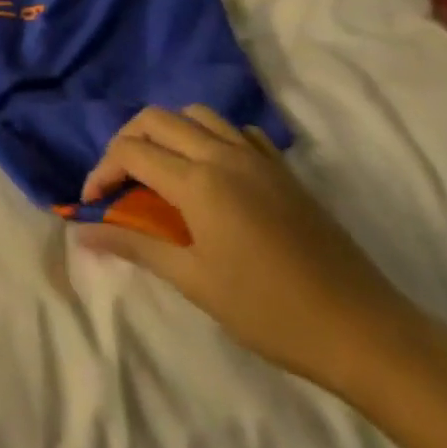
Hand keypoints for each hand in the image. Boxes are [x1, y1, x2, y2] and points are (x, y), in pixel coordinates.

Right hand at [75, 106, 428, 394]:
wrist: (364, 331)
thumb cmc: (270, 311)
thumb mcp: (193, 281)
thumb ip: (135, 245)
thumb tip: (82, 232)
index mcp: (199, 181)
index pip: (131, 151)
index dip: (102, 172)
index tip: (92, 203)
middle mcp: (224, 155)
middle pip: (157, 119)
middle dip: (126, 141)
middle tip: (118, 181)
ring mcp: (258, 158)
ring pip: (197, 115)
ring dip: (166, 132)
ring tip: (158, 170)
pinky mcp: (283, 170)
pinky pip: (236, 131)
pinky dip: (209, 137)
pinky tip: (209, 171)